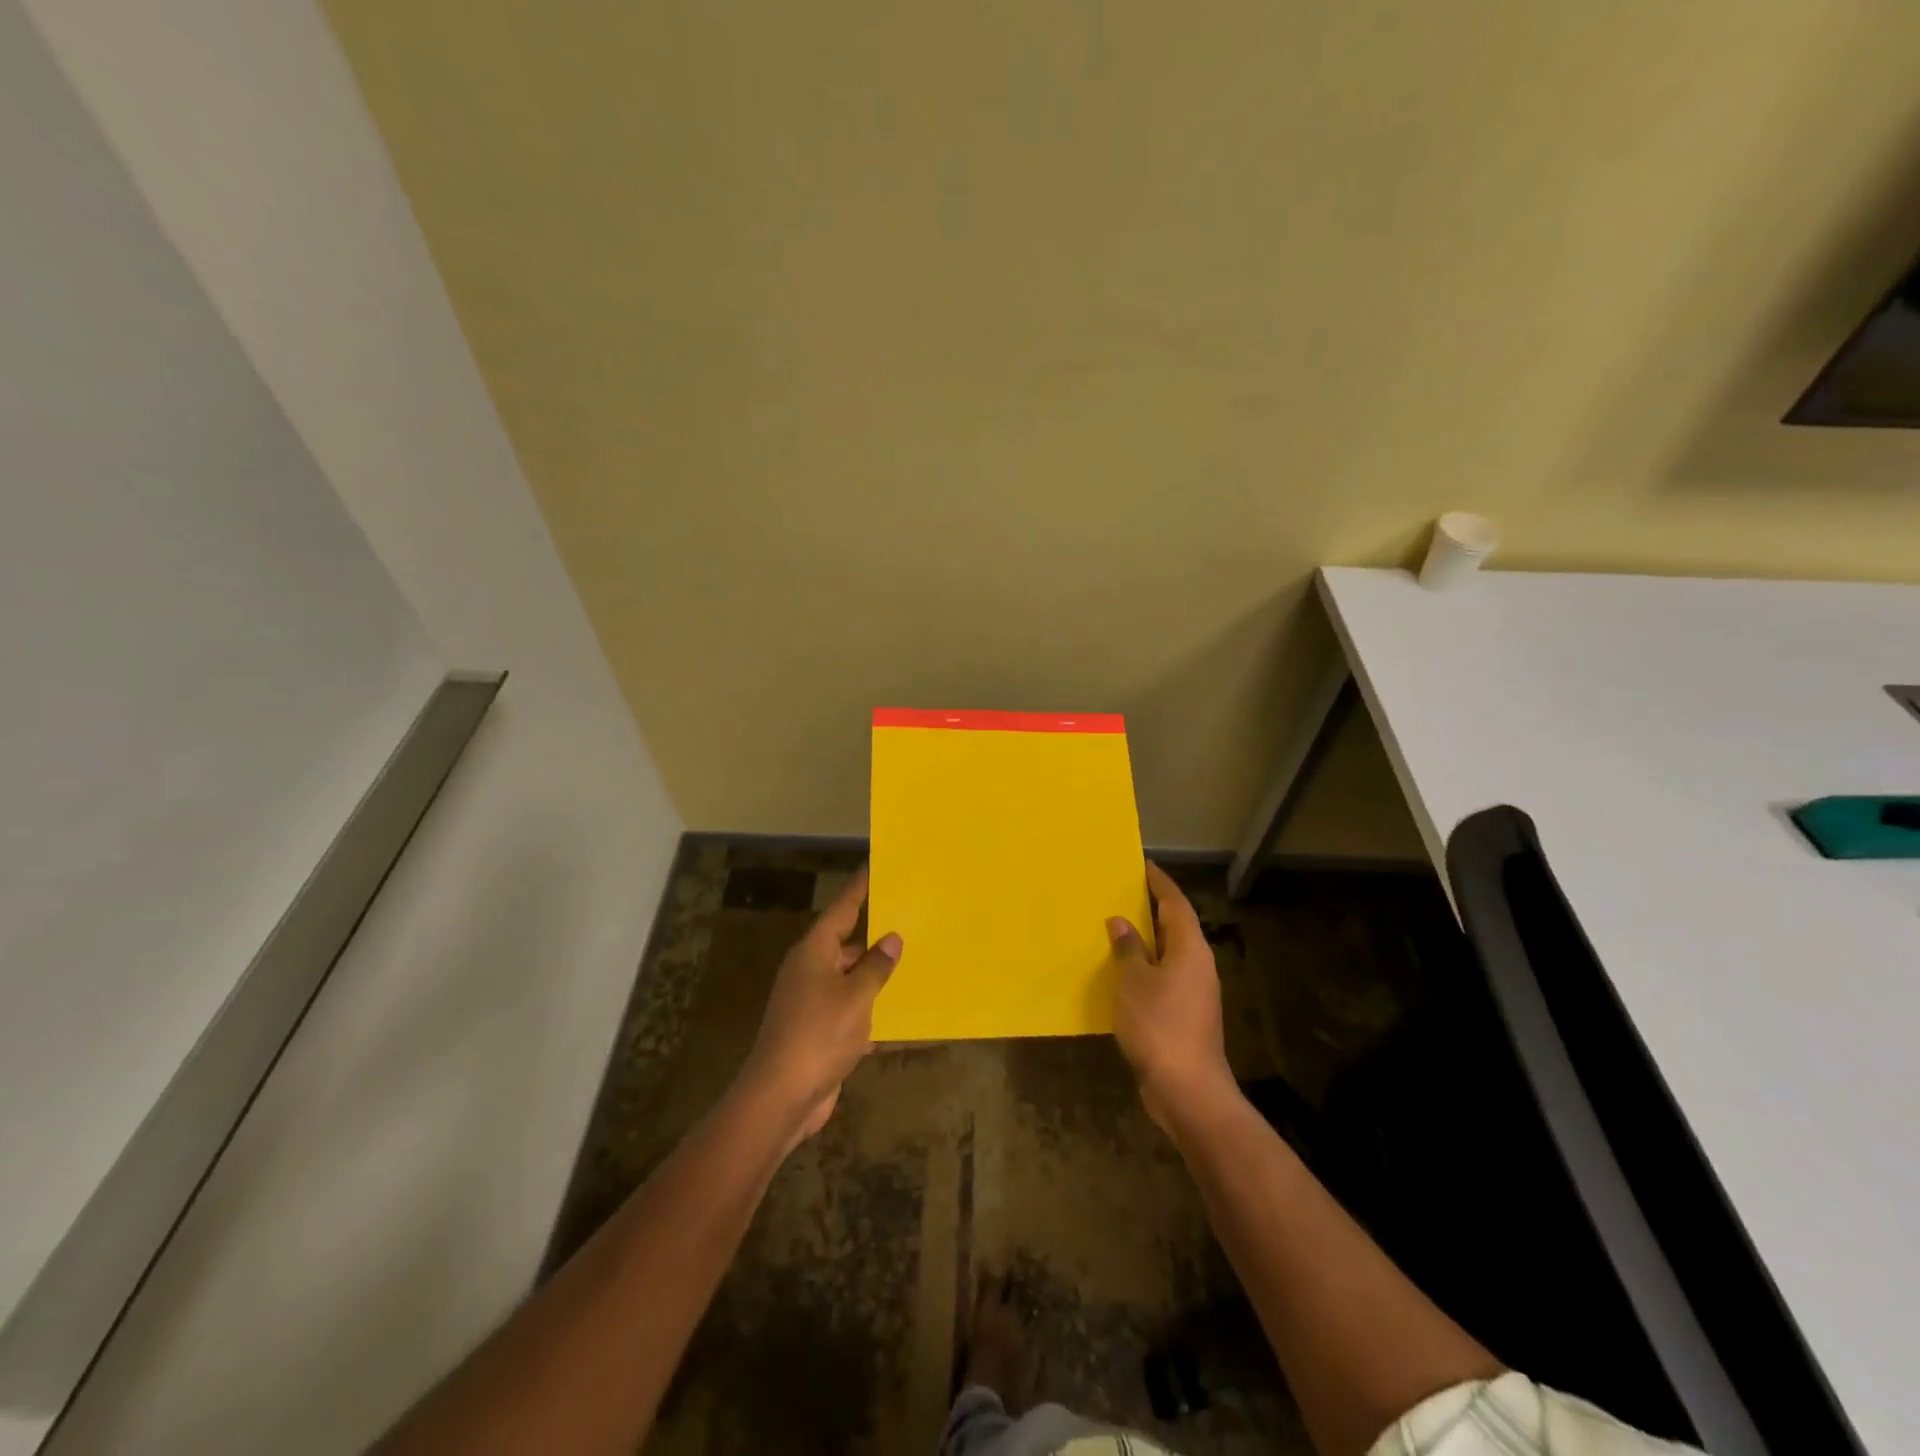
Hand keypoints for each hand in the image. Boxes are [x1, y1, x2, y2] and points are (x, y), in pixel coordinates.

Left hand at [736, 866, 900, 1148]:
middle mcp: (810, 970)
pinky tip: (898, 1013)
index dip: (859, 889)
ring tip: (911, 962)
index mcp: (814, 952)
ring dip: (875, 974)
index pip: (842, 910)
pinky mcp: (818, 1031)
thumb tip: (891, 938)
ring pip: (850, 978)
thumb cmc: (819, 1035)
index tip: (874, 867)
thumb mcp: (856, 997)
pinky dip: (870, 1008)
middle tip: (908, 918)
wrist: (781, 1098)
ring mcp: (811, 1002)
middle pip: (845, 943)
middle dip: (874, 933)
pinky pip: (850, 1009)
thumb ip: (876, 966)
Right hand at [1107, 862, 1235, 1132]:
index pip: (1175, 903)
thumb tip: (1121, 921)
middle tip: (1120, 892)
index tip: (1141, 864)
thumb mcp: (1134, 981)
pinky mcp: (1186, 1015)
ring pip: (1169, 954)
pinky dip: (1144, 969)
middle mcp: (1197, 965)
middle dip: (1150, 909)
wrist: (1187, 1088)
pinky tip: (1120, 974)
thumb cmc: (1159, 1024)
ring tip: (1114, 928)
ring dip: (1145, 941)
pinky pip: (1163, 978)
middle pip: (1175, 926)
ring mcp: (1194, 992)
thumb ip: (1128, 948)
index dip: (1159, 882)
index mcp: (1190, 948)